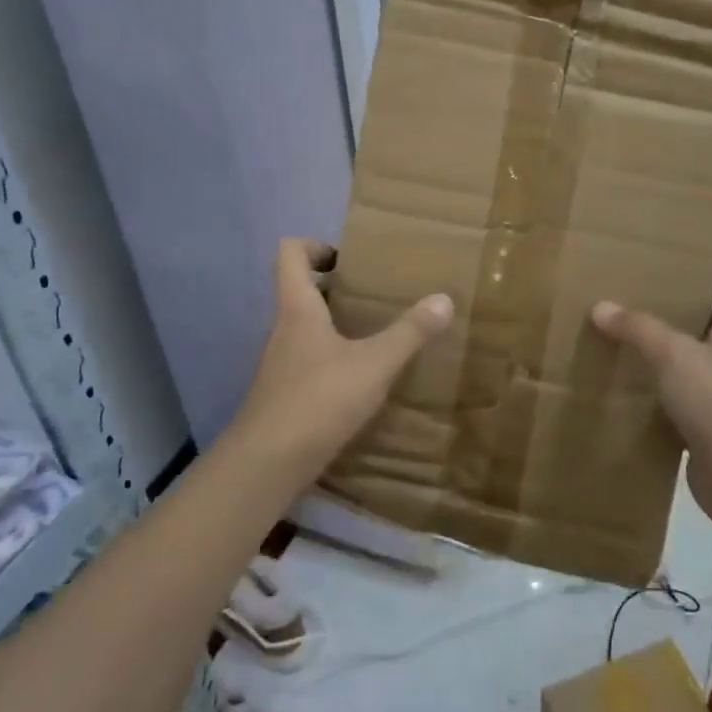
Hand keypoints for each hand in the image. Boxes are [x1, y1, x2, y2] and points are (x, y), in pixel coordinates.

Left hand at [231, 239, 452, 484]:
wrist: (267, 465)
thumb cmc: (318, 400)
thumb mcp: (374, 364)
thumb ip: (409, 332)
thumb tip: (444, 298)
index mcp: (298, 309)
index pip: (289, 253)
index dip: (315, 245)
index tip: (348, 259)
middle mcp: (284, 330)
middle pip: (300, 290)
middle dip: (335, 287)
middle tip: (375, 294)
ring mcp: (281, 364)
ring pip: (306, 328)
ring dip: (336, 324)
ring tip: (376, 333)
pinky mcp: (284, 394)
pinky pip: (310, 361)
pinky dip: (333, 359)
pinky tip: (362, 378)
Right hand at [592, 258, 711, 539]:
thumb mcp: (673, 354)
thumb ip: (638, 328)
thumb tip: (600, 306)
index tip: (693, 254)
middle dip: (682, 306)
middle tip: (641, 292)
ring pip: (690, 362)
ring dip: (664, 350)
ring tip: (624, 335)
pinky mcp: (704, 428)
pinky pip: (676, 400)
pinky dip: (654, 392)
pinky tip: (625, 387)